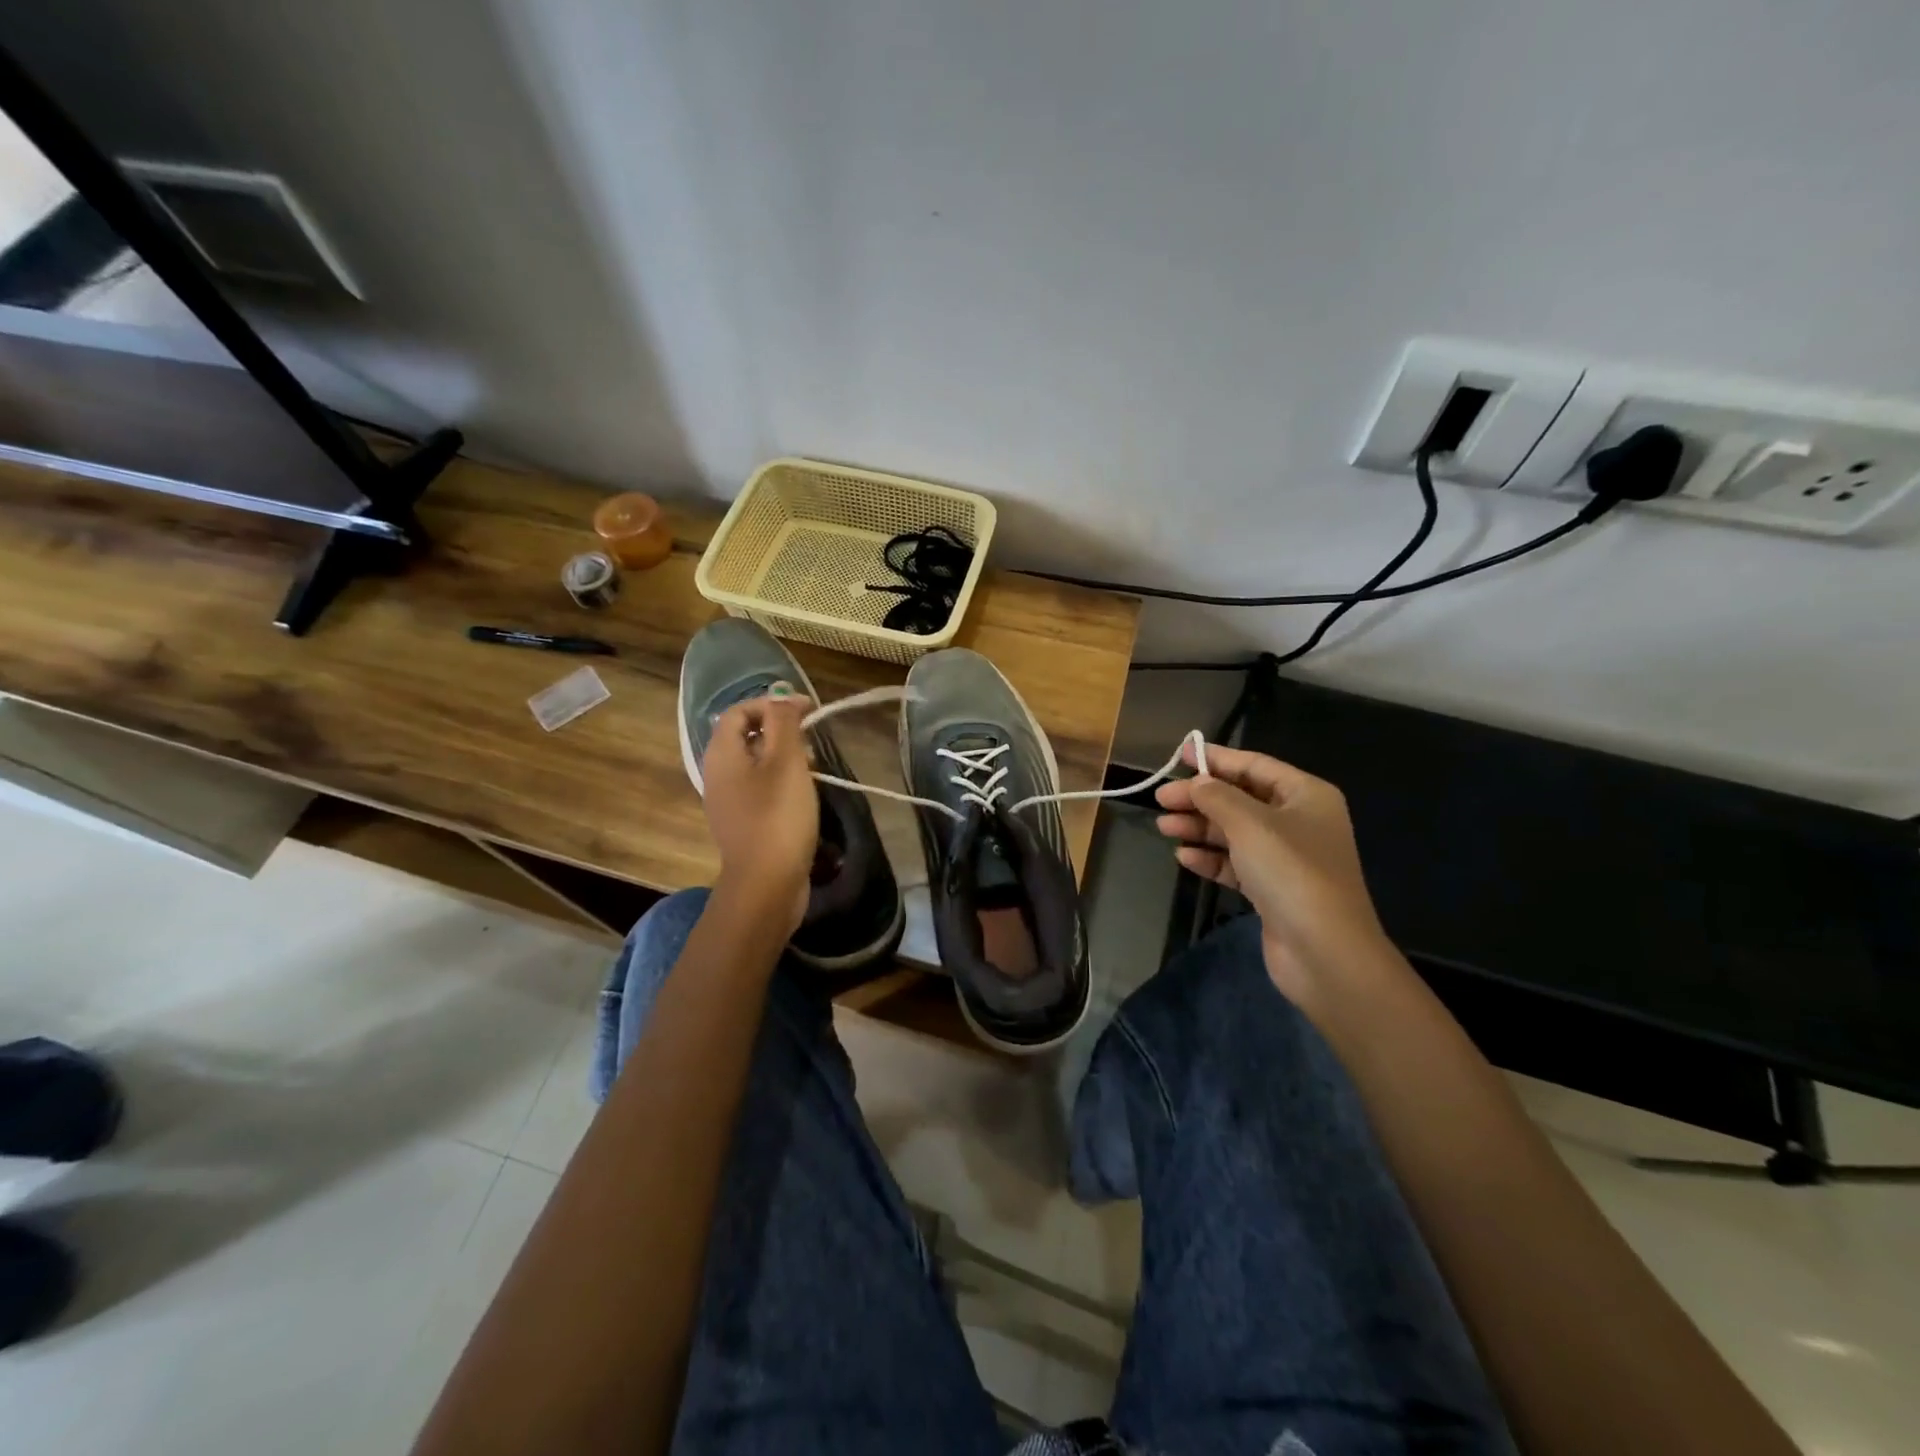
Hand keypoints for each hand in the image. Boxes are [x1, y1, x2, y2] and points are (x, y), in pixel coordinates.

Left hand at [700, 695, 818, 935]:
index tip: (808, 710)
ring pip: (754, 763)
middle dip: (780, 729)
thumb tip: (781, 695)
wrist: (766, 884)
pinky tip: (803, 793)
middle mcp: (717, 774)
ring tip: (813, 765)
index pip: (740, 711)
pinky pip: (758, 788)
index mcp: (722, 754)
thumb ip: (783, 722)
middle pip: (745, 735)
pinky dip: (780, 781)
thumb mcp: (786, 761)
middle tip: (811, 737)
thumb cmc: (778, 816)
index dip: (772, 703)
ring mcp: (728, 801)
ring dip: (783, 756)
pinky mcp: (743, 823)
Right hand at [1155, 741, 1394, 1008]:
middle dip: (1200, 798)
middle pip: (1241, 799)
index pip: (1255, 765)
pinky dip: (1211, 858)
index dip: (1216, 758)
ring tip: (1164, 826)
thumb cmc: (1290, 872)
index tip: (1179, 754)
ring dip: (1199, 828)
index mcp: (1306, 795)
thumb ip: (1217, 796)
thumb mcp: (1249, 823)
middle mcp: (1299, 821)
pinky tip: (1184, 858)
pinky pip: (1236, 863)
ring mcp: (1286, 858)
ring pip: (1234, 832)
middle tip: (1161, 799)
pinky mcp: (1273, 889)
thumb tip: (1197, 782)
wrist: (1324, 951)